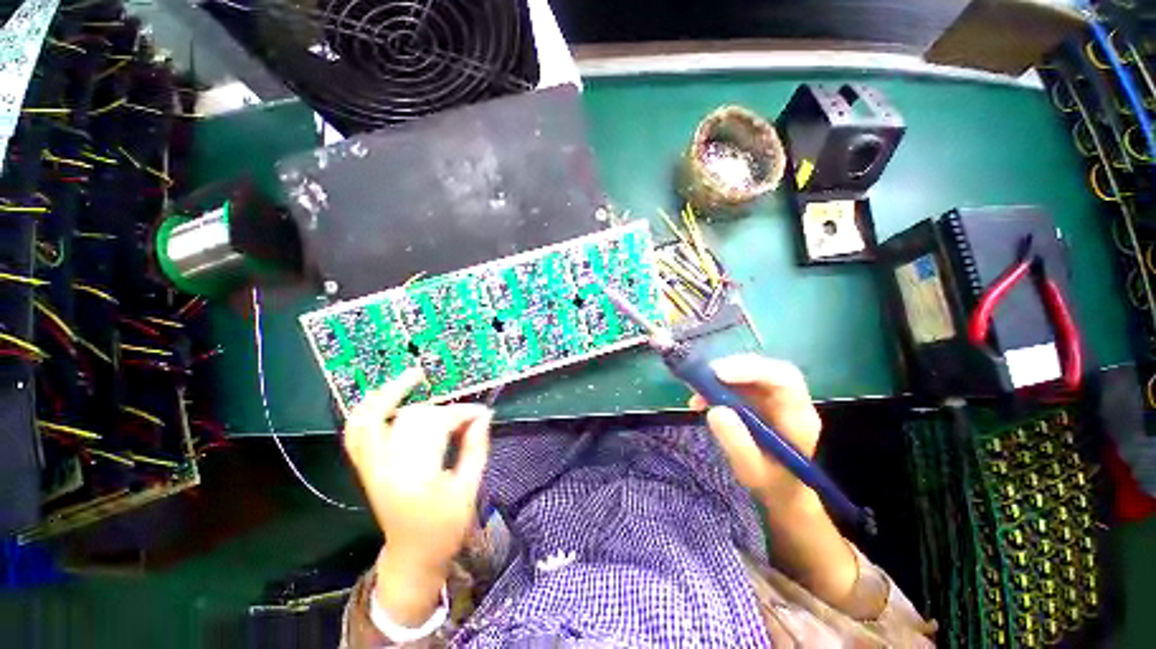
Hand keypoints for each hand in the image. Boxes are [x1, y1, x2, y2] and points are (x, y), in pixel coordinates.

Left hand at [343, 368, 491, 622]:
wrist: (412, 557)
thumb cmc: (445, 528)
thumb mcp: (469, 489)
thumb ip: (476, 446)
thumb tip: (483, 414)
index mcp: (416, 478)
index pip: (437, 426)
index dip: (462, 413)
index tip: (481, 414)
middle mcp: (387, 469)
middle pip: (410, 418)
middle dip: (441, 410)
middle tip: (462, 416)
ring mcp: (370, 468)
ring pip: (370, 419)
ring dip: (390, 394)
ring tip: (412, 376)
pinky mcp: (365, 468)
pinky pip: (356, 432)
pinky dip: (369, 409)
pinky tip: (386, 396)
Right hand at [689, 354, 821, 503]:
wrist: (782, 492)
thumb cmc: (772, 485)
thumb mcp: (752, 471)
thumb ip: (737, 442)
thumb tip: (715, 409)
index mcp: (798, 417)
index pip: (783, 379)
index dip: (751, 370)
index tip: (718, 374)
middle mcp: (787, 400)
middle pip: (765, 369)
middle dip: (732, 369)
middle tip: (702, 377)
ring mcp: (771, 398)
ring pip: (748, 373)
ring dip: (719, 379)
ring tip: (697, 396)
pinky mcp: (755, 399)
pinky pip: (735, 384)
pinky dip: (714, 388)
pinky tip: (698, 402)